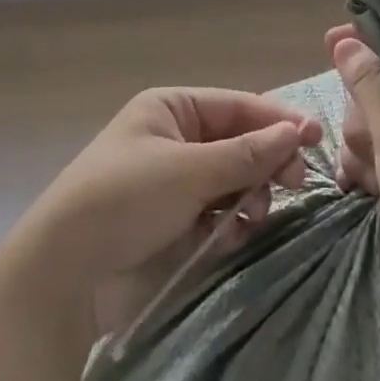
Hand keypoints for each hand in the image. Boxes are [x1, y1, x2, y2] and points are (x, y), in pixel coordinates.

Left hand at [16, 87, 322, 335]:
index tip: (316, 138)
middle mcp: (174, 138)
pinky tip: (229, 237)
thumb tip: (297, 131)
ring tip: (253, 216)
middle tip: (295, 183)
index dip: (278, 121)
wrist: (63, 274)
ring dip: (249, 196)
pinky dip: (228, 223)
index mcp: (171, 109)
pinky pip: (216, 212)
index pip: (238, 106)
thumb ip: (247, 154)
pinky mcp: (172, 221)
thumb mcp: (189, 171)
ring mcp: (173, 181)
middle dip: (266, 162)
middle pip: (238, 142)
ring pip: (232, 180)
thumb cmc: (125, 200)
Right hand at [327, 25, 379, 347]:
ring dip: (362, 149)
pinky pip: (379, 155)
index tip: (330, 46)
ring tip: (373, 180)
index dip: (364, 42)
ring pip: (372, 123)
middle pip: (378, 83)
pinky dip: (367, 170)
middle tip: (373, 145)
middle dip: (363, 115)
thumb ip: (369, 79)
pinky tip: (363, 191)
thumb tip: (345, 40)